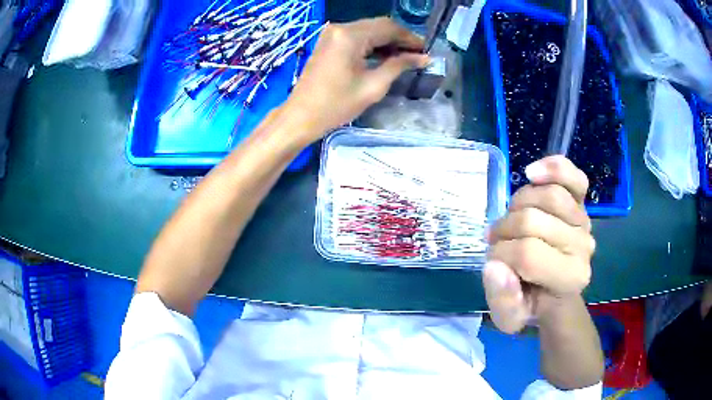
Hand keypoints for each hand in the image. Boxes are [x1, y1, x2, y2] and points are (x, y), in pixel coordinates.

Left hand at [284, 17, 428, 140]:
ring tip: (405, 57)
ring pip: (368, 30)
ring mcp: (332, 33)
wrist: (301, 116)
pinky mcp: (328, 41)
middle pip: (378, 25)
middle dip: (399, 38)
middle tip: (417, 54)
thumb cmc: (336, 105)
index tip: (425, 50)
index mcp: (350, 36)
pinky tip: (385, 56)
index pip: (388, 27)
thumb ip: (399, 66)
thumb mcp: (373, 86)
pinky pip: (357, 36)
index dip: (410, 37)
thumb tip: (424, 58)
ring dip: (387, 41)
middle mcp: (340, 28)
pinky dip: (372, 44)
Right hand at [483, 156, 595, 332]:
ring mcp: (584, 220)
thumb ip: (501, 299)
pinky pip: (573, 177)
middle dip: (504, 230)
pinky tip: (533, 173)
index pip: (527, 253)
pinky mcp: (582, 201)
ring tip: (512, 220)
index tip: (493, 263)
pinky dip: (553, 168)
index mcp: (570, 278)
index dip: (500, 254)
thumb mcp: (509, 317)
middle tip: (498, 242)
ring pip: (546, 194)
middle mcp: (584, 246)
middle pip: (532, 220)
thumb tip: (494, 267)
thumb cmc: (531, 302)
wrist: (555, 288)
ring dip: (517, 205)